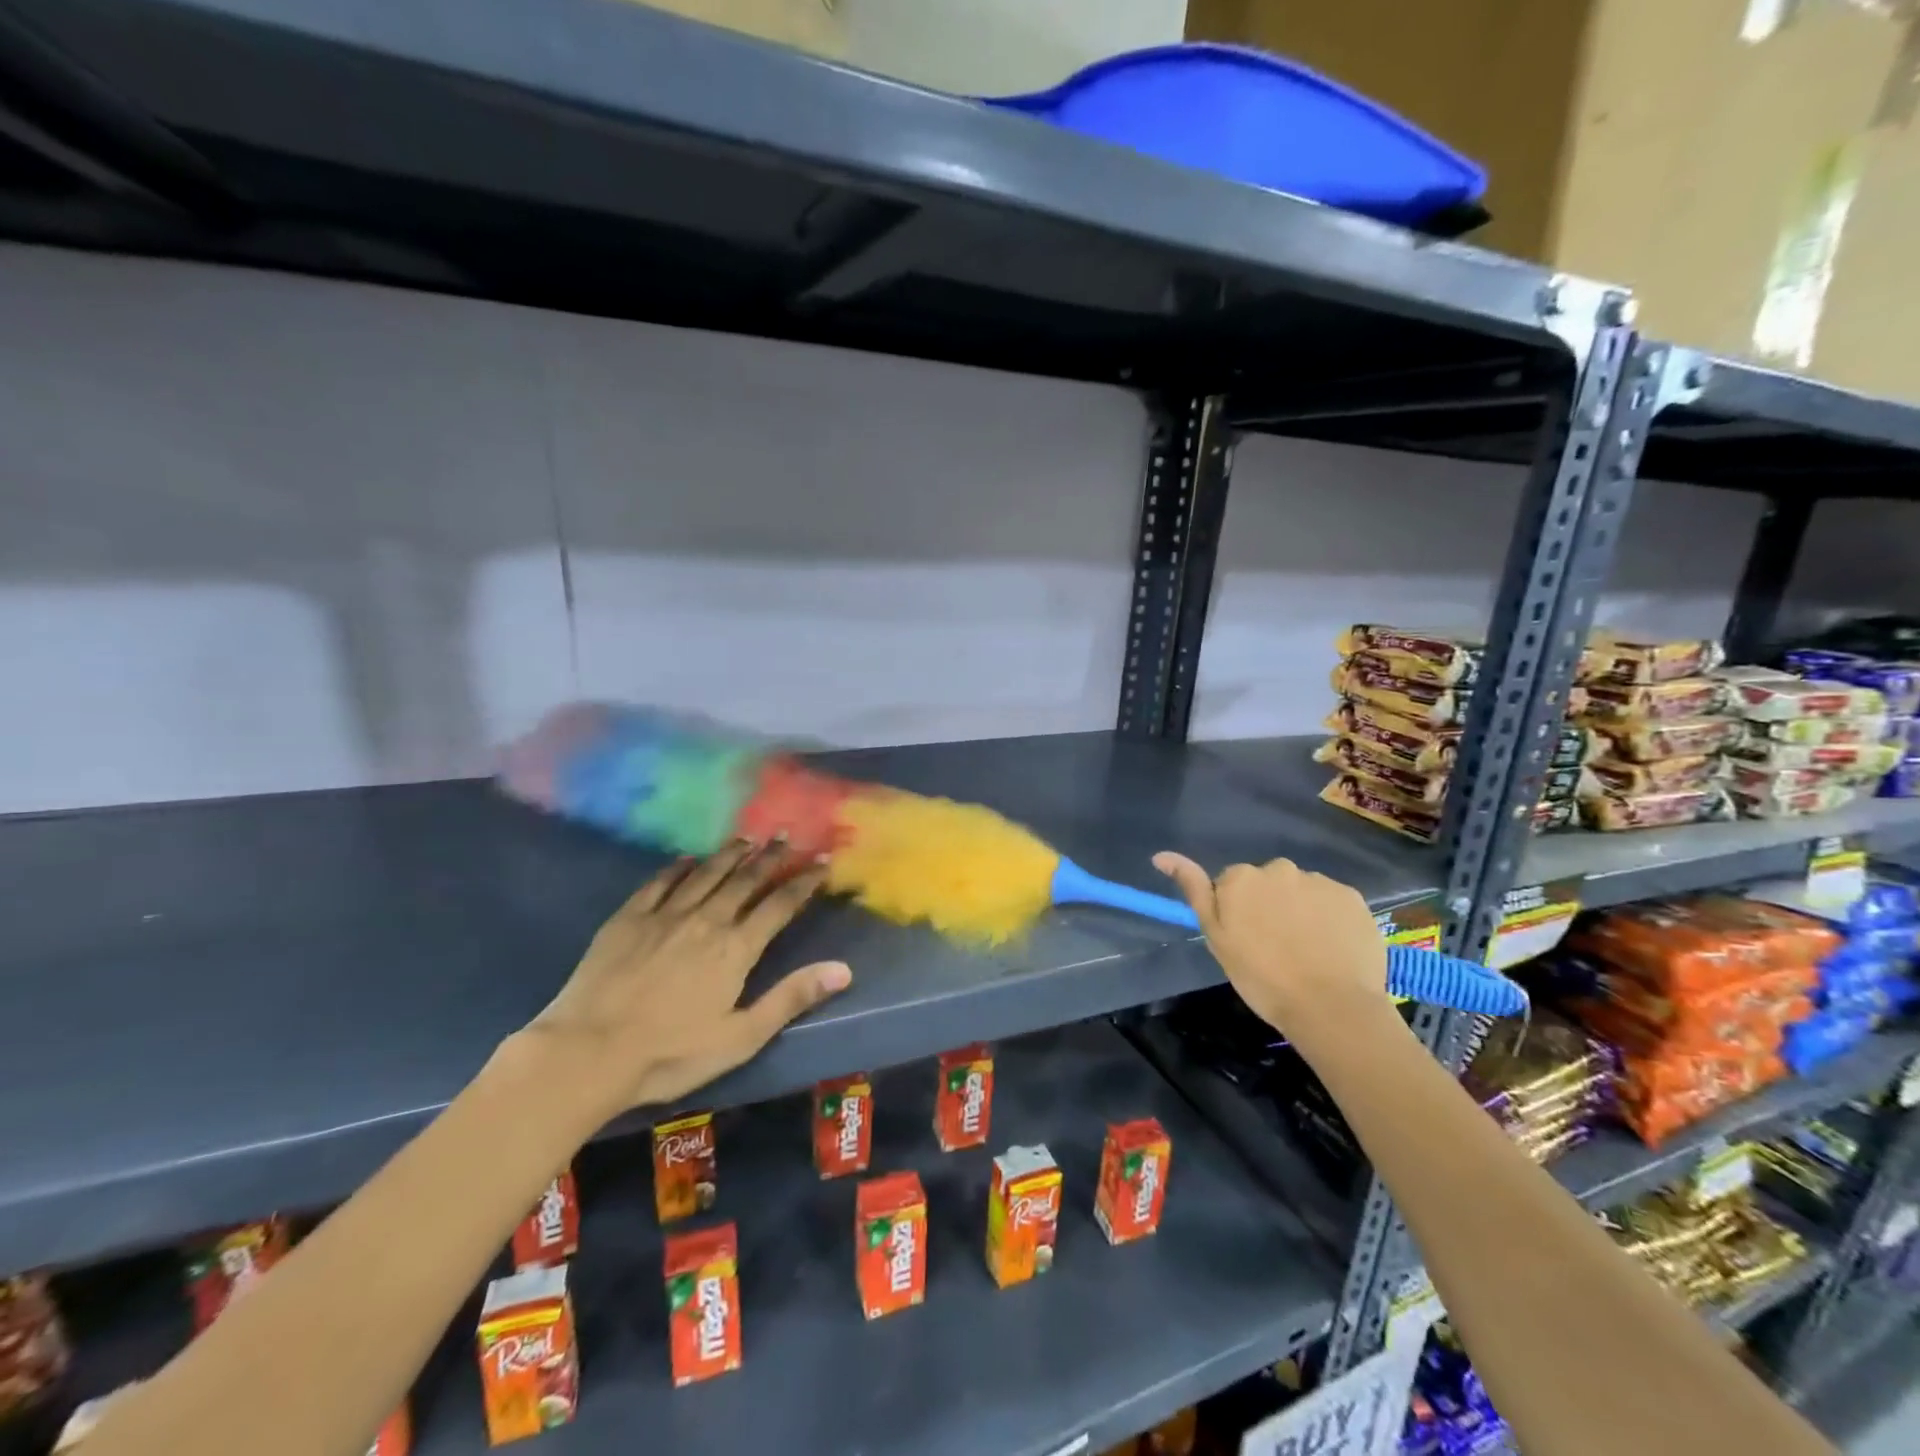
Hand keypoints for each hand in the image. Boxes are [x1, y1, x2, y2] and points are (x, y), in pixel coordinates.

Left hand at [521, 842, 851, 1118]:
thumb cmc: (670, 1054)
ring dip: (730, 854)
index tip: (821, 861)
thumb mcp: (741, 1037)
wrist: (586, 1053)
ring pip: (706, 873)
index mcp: (736, 948)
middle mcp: (706, 920)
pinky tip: (686, 858)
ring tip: (747, 838)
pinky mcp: (628, 918)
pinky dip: (678, 867)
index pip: (779, 905)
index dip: (803, 881)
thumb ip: (791, 998)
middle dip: (770, 857)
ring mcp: (665, 915)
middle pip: (745, 880)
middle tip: (786, 837)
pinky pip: (660, 882)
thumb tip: (843, 969)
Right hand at [1153, 853, 1389, 1039]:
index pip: (1231, 885)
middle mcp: (1278, 869)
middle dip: (1269, 905)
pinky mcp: (1352, 896)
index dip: (1237, 912)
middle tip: (1276, 947)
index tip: (1246, 940)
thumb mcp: (1217, 938)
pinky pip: (1332, 901)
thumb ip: (1194, 891)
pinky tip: (1332, 948)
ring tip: (1307, 951)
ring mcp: (1318, 881)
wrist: (1332, 1007)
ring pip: (1301, 891)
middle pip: (1267, 882)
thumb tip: (1161, 855)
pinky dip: (1329, 918)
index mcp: (1240, 878)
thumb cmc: (1262, 978)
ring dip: (1300, 910)